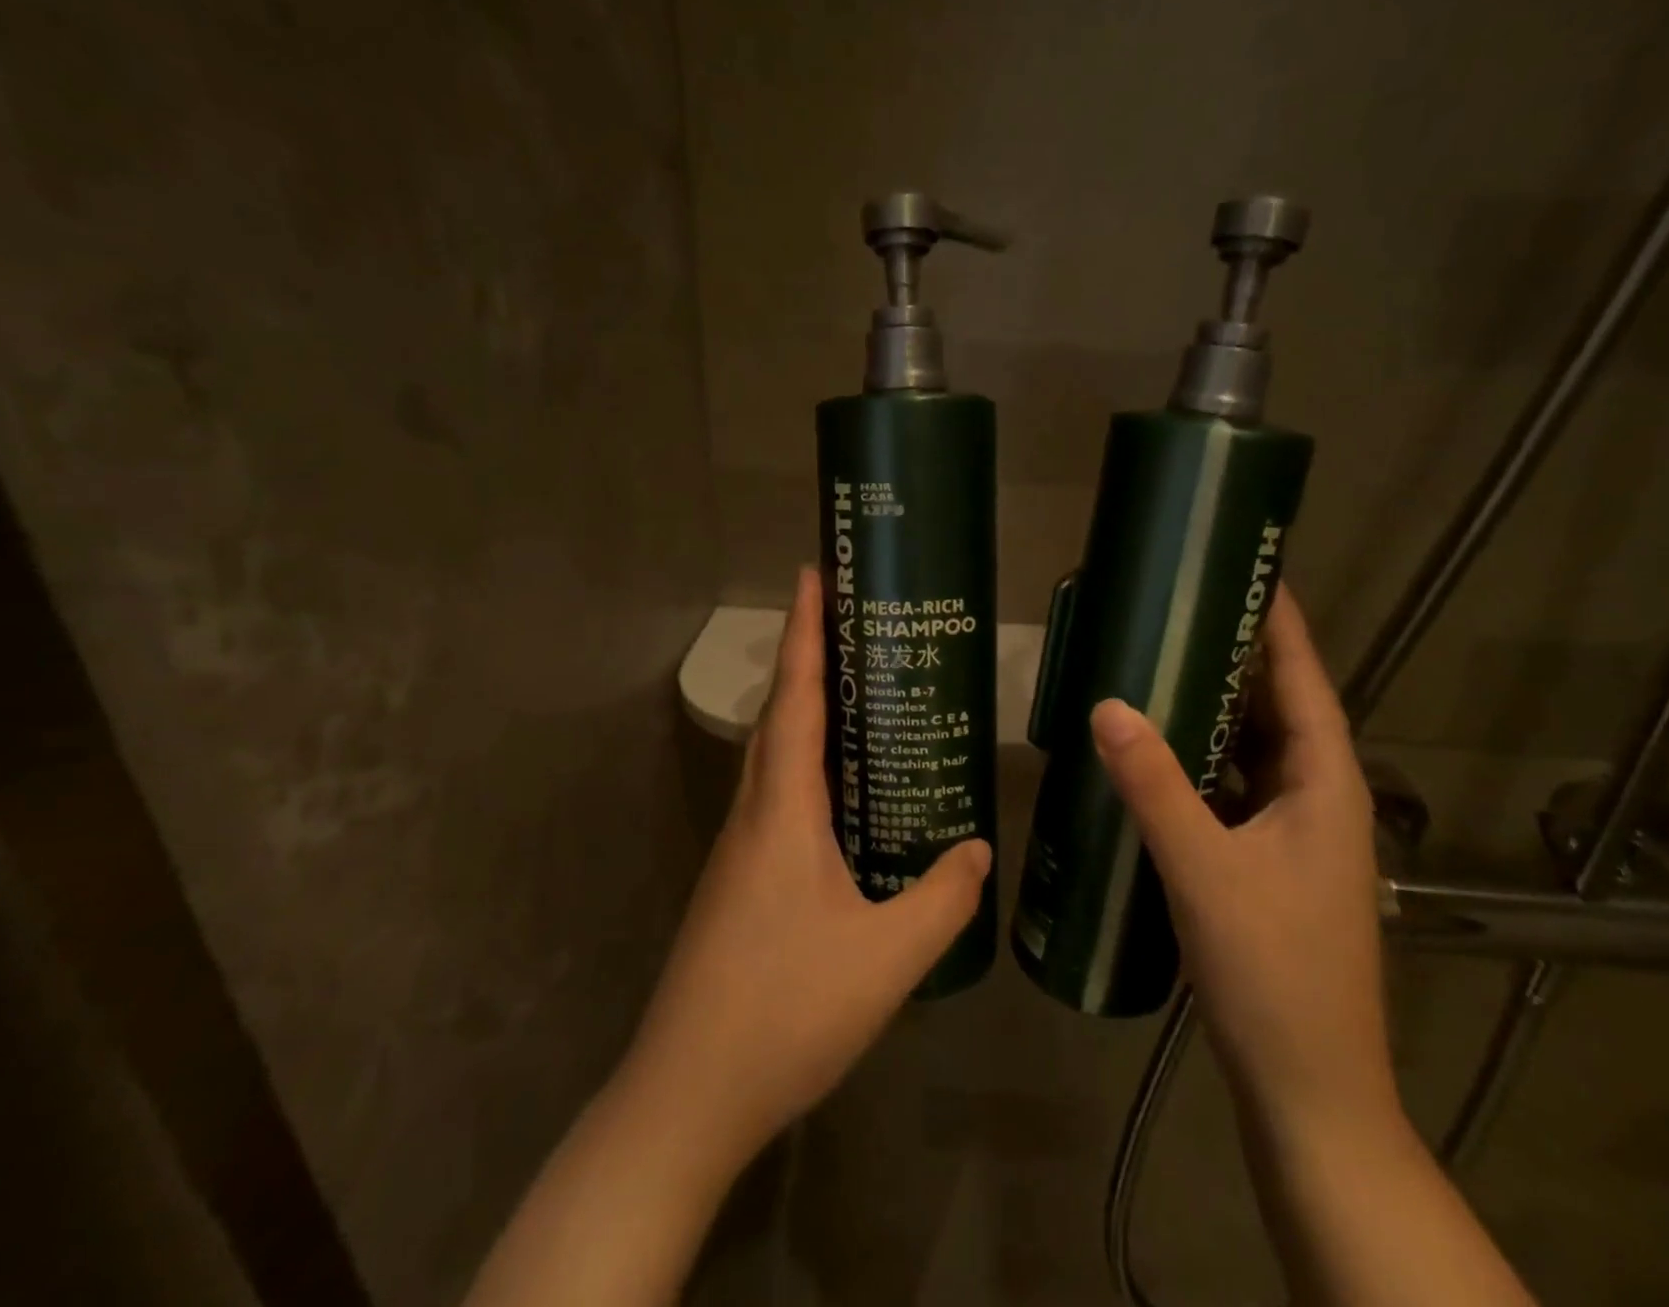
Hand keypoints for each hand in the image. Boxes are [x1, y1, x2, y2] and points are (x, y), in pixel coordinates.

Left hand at [622, 566, 991, 1170]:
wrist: (688, 1093)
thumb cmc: (786, 1010)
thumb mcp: (886, 958)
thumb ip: (942, 899)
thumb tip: (979, 849)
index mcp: (782, 810)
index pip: (797, 698)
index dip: (806, 632)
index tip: (812, 574)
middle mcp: (753, 813)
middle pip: (779, 715)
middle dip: (807, 658)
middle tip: (849, 623)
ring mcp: (739, 848)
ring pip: (773, 757)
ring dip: (804, 712)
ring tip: (854, 694)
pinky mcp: (738, 880)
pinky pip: (776, 797)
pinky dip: (806, 768)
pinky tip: (841, 795)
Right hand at [1089, 587, 1395, 1133]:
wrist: (1306, 1087)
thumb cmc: (1271, 971)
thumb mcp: (1203, 868)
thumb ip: (1153, 784)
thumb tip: (1106, 703)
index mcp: (1323, 784)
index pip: (1304, 680)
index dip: (1282, 622)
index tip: (1251, 568)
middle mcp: (1316, 797)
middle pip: (1277, 708)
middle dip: (1235, 656)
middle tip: (1179, 607)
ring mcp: (1294, 833)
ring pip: (1252, 749)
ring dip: (1215, 709)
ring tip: (1160, 662)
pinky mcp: (1268, 861)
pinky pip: (1233, 787)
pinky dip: (1201, 759)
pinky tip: (1157, 750)